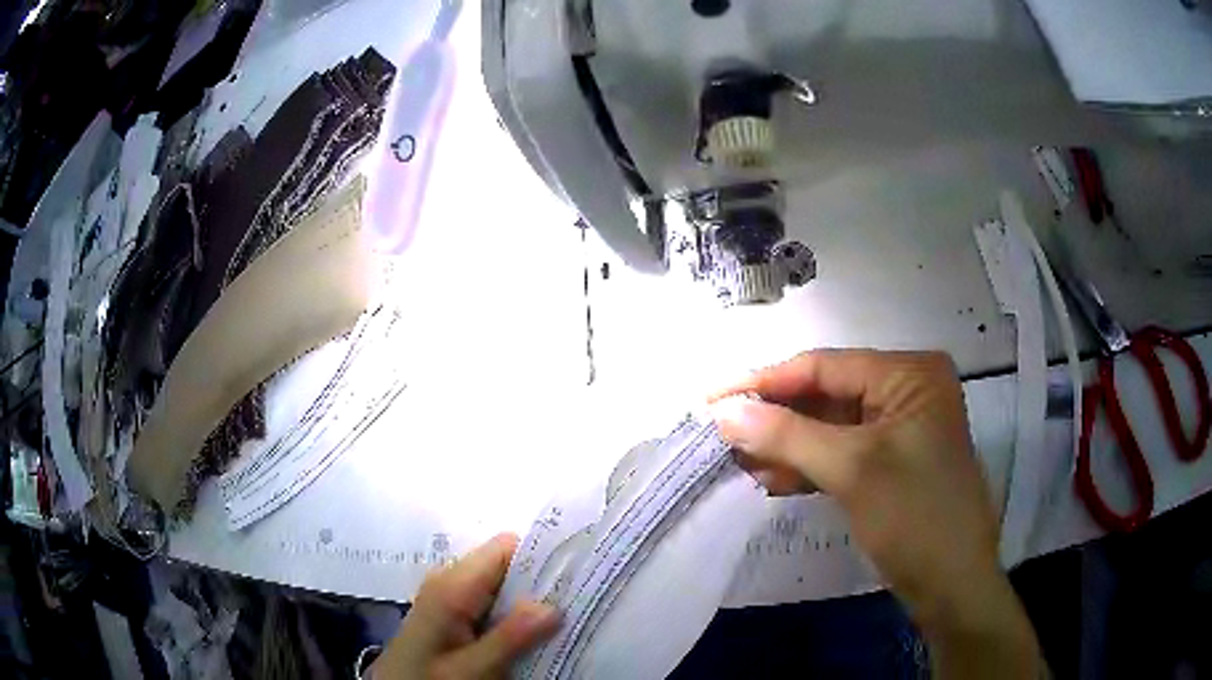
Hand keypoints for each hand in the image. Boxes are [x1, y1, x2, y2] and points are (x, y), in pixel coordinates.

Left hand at [373, 533, 559, 678]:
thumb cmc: (427, 679)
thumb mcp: (470, 669)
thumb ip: (509, 638)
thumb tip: (553, 604)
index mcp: (452, 585)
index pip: (506, 547)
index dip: (542, 557)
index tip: (576, 579)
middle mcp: (450, 581)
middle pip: (506, 566)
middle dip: (540, 585)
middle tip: (575, 608)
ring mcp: (449, 596)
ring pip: (501, 586)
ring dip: (529, 604)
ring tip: (561, 623)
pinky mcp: (451, 613)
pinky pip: (490, 603)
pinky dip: (513, 616)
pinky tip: (531, 637)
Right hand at [711, 350, 1041, 677]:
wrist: (953, 586)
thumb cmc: (915, 517)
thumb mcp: (852, 470)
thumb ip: (786, 434)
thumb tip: (723, 410)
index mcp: (909, 375)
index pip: (824, 367)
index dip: (765, 381)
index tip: (711, 398)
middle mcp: (906, 391)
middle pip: (826, 396)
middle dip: (776, 418)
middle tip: (722, 434)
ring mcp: (899, 429)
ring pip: (829, 428)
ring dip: (788, 445)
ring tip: (741, 461)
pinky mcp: (891, 463)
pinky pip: (841, 454)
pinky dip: (808, 466)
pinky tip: (773, 480)